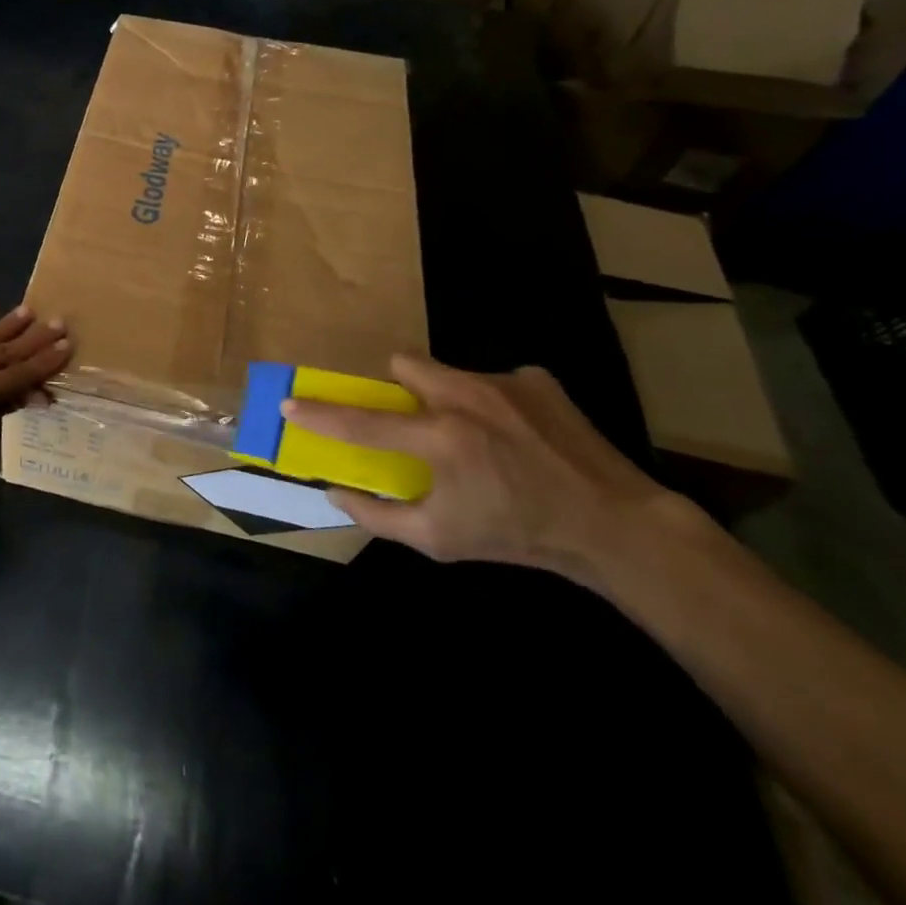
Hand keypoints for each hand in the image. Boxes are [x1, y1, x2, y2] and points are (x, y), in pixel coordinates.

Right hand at [284, 354, 686, 582]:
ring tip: (476, 434)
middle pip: (405, 363)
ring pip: (448, 371)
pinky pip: (494, 380)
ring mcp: (504, 382)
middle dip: (398, 386)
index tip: (290, 404)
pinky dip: (493, 403)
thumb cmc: (518, 536)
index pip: (363, 423)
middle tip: (414, 420)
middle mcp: (467, 398)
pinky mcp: (537, 379)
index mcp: (441, 440)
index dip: (321, 415)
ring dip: (446, 396)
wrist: (615, 526)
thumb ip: (380, 516)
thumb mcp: (441, 540)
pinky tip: (518, 435)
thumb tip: (336, 493)